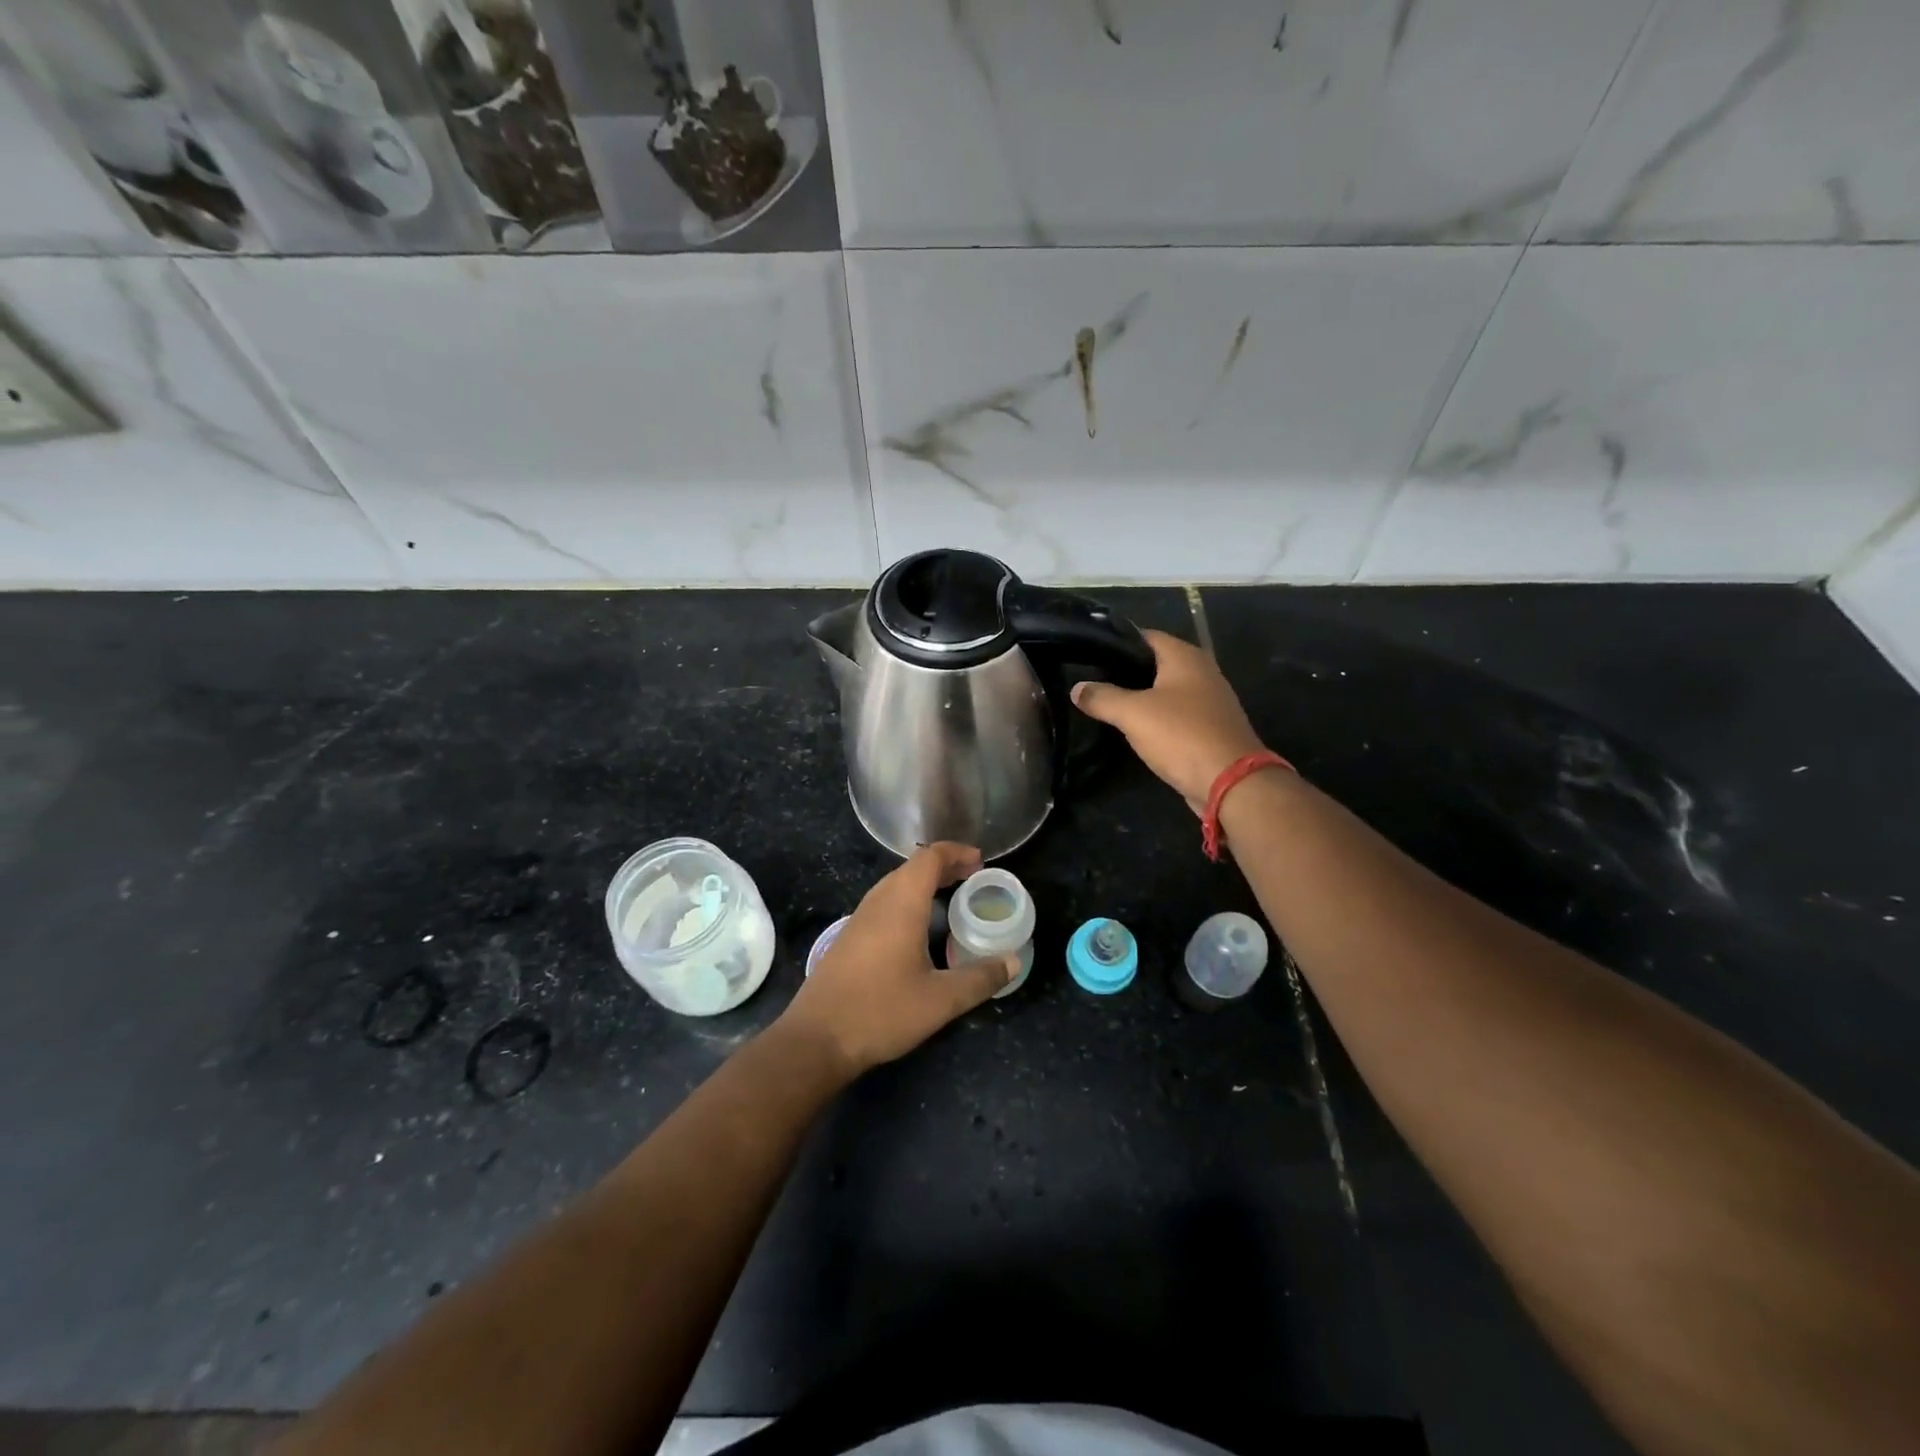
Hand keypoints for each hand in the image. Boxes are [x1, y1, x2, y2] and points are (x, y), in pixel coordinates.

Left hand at [779, 842, 1014, 1077]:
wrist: (816, 1039)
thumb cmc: (881, 1012)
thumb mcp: (940, 1001)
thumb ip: (980, 979)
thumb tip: (1014, 961)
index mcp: (901, 904)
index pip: (929, 857)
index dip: (956, 852)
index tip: (980, 862)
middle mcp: (878, 901)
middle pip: (912, 867)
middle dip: (944, 865)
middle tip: (972, 878)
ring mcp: (859, 918)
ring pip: (895, 884)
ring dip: (924, 882)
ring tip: (951, 897)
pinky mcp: (849, 936)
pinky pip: (884, 902)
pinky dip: (908, 899)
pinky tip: (919, 928)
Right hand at [1071, 629, 1266, 813]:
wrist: (1231, 782)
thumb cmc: (1181, 735)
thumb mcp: (1133, 714)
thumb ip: (1102, 698)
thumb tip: (1077, 688)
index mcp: (1185, 657)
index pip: (1145, 636)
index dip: (1117, 644)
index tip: (1089, 656)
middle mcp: (1201, 672)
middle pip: (1155, 664)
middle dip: (1126, 673)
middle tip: (1093, 684)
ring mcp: (1209, 701)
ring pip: (1166, 692)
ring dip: (1140, 699)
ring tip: (1107, 706)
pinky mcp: (1210, 728)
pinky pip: (1176, 716)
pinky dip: (1156, 720)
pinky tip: (1135, 731)